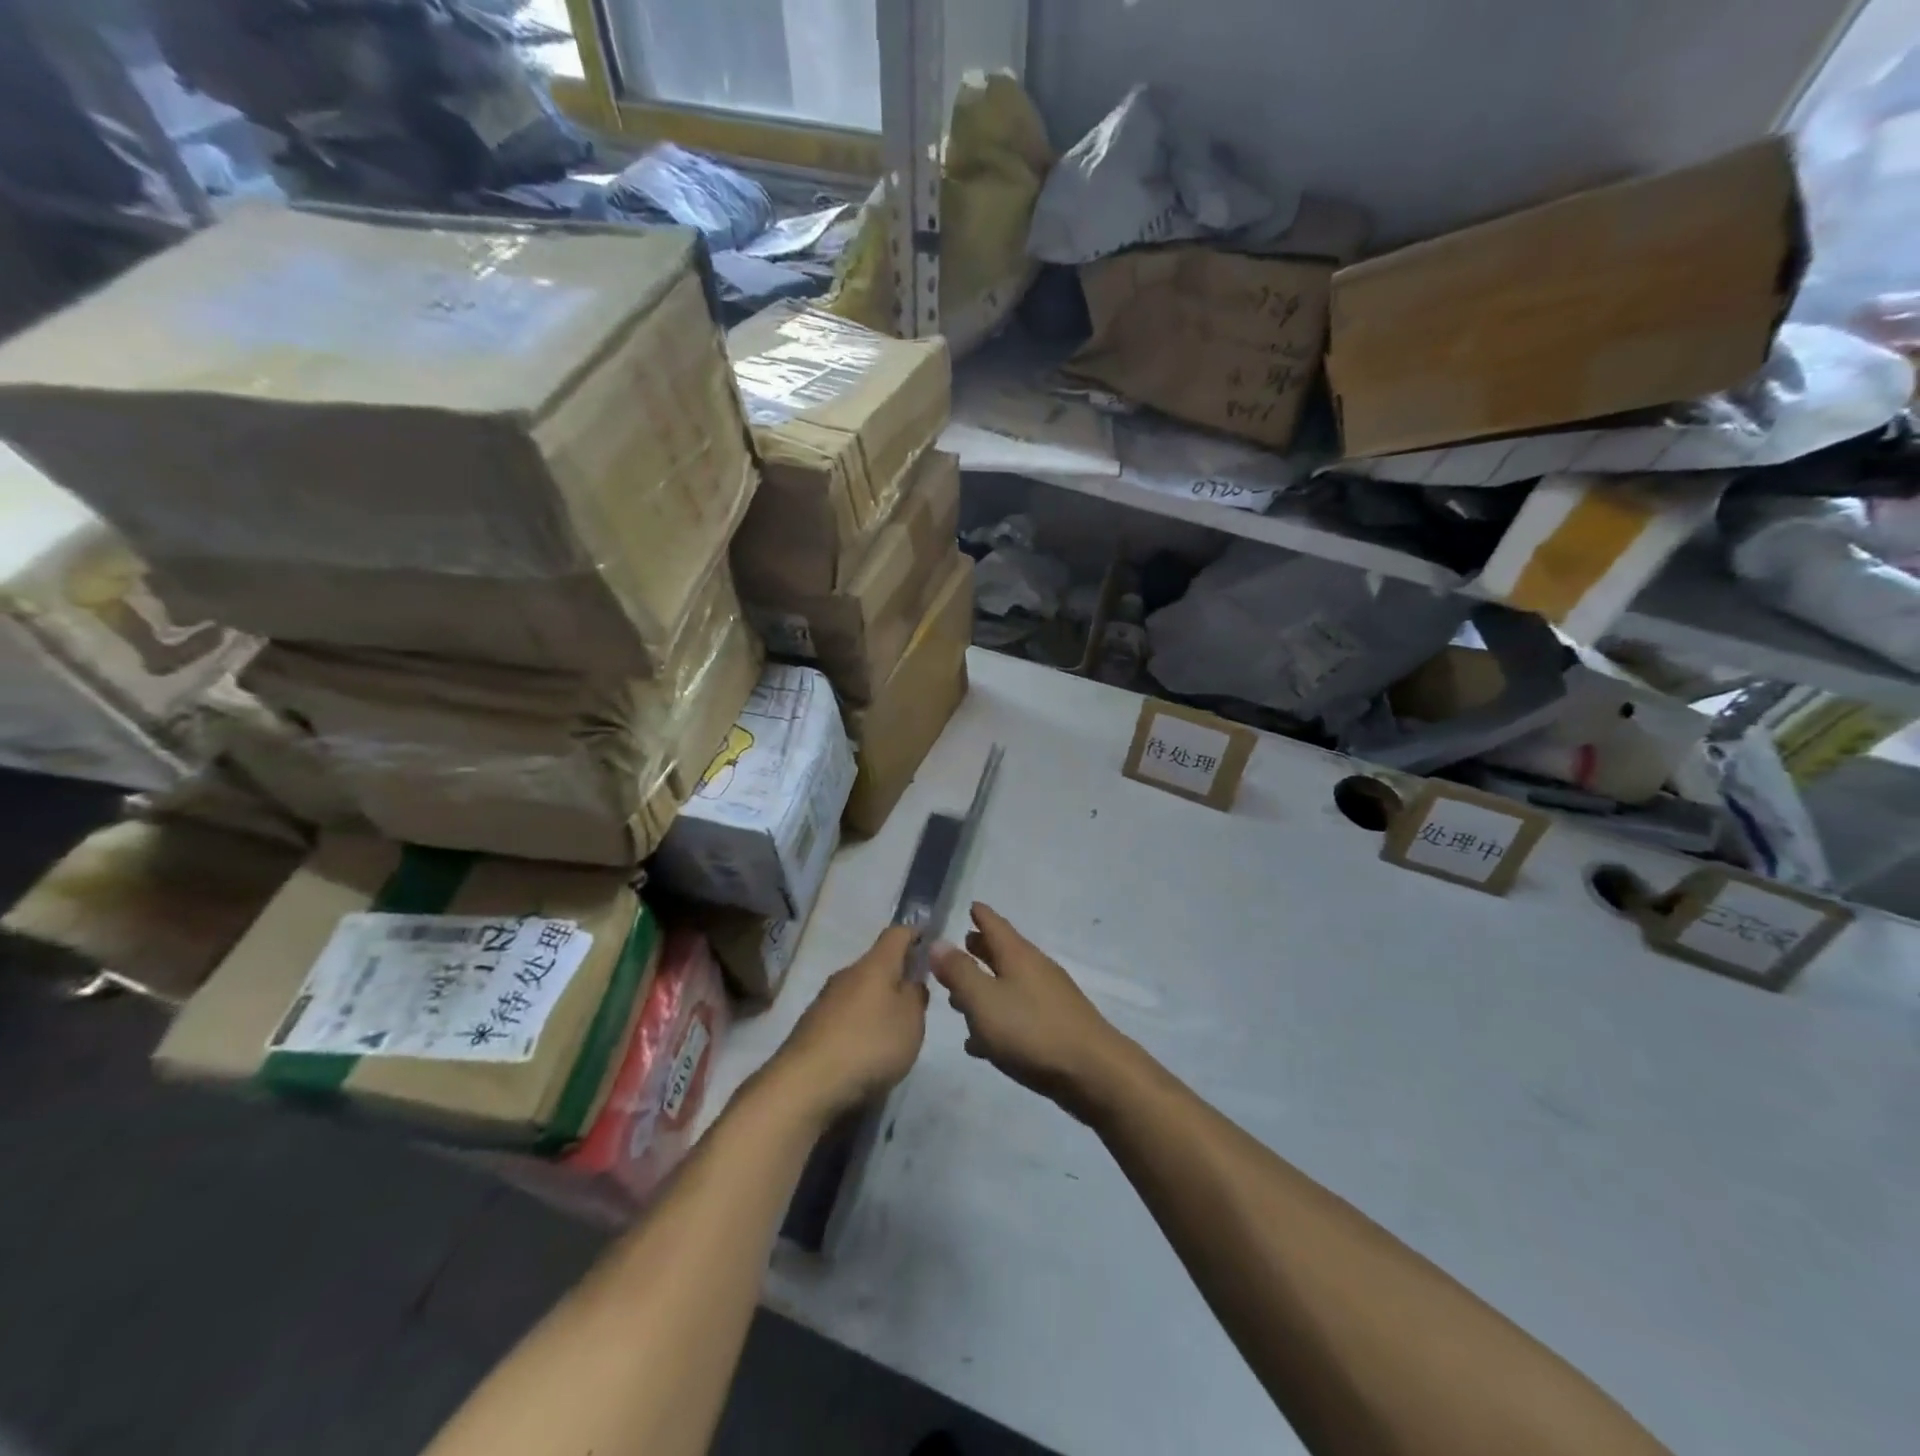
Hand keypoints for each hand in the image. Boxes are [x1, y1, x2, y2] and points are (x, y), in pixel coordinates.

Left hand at [769, 927, 928, 1124]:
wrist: (805, 1084)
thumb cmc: (869, 1044)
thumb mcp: (911, 1021)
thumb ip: (916, 997)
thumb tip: (911, 982)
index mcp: (875, 965)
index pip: (897, 933)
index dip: (915, 934)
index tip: (930, 944)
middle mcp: (847, 974)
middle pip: (877, 964)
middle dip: (897, 976)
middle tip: (917, 999)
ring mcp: (825, 1000)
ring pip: (859, 991)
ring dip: (877, 1003)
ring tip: (893, 1031)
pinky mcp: (811, 1027)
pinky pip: (844, 1016)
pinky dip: (859, 1026)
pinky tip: (865, 1051)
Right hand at [930, 904, 1129, 1120]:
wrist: (1093, 1072)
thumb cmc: (1031, 1030)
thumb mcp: (984, 1000)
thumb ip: (959, 971)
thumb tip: (938, 942)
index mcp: (1017, 955)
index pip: (995, 924)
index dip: (980, 915)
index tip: (970, 905)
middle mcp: (1035, 969)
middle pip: (1003, 952)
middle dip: (980, 949)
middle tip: (960, 945)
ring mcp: (1048, 998)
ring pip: (1009, 984)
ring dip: (985, 986)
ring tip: (960, 998)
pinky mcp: (1055, 1027)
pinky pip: (1018, 1014)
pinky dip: (998, 1018)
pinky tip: (981, 1042)